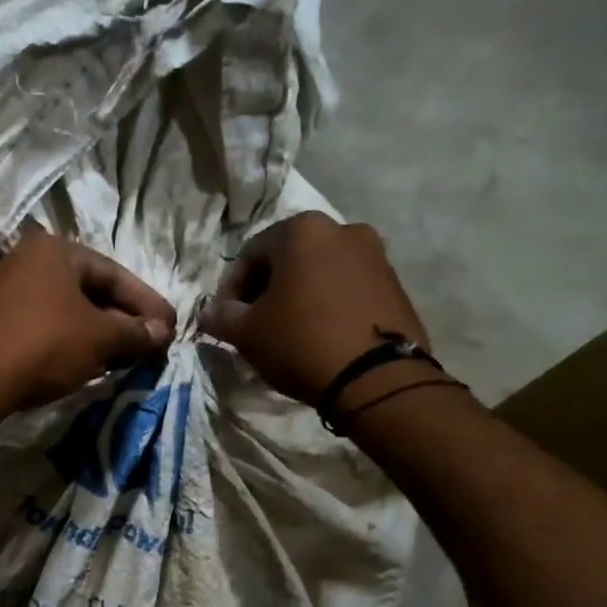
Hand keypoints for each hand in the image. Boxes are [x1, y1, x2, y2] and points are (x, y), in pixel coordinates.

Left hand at [0, 226, 175, 409]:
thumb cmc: (45, 345)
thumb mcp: (100, 337)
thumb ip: (135, 332)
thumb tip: (163, 333)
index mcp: (54, 250)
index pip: (114, 274)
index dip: (147, 303)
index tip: (170, 328)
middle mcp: (27, 261)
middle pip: (89, 291)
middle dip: (123, 320)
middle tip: (151, 345)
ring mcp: (6, 292)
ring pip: (67, 311)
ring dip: (99, 334)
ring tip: (125, 358)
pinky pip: (44, 327)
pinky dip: (71, 342)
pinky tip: (88, 364)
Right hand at [199, 212, 431, 405]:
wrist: (376, 378)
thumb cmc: (301, 342)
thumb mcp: (247, 333)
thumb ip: (221, 316)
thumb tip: (211, 313)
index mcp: (303, 230)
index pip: (249, 254)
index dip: (230, 289)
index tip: (225, 320)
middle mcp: (343, 229)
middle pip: (288, 260)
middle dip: (266, 291)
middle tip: (254, 326)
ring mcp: (375, 255)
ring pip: (319, 273)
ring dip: (298, 298)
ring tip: (287, 334)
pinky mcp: (395, 284)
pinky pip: (347, 289)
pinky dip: (327, 306)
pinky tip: (319, 337)